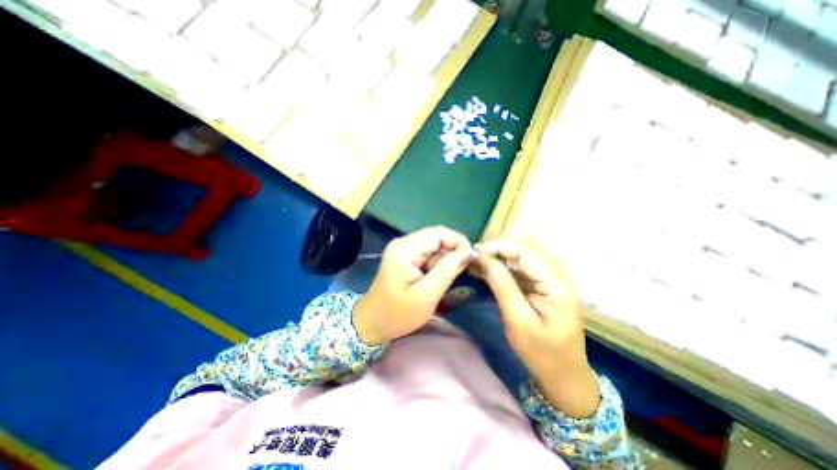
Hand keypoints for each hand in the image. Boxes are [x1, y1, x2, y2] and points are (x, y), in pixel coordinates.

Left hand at [351, 225, 472, 345]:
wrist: (372, 323)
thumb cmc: (397, 314)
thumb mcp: (426, 295)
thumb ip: (447, 270)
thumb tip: (467, 252)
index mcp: (405, 249)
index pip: (438, 233)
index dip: (458, 241)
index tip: (471, 258)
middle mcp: (403, 244)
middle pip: (436, 237)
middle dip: (453, 251)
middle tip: (463, 270)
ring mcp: (404, 250)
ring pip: (434, 246)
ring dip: (446, 259)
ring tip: (447, 279)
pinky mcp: (406, 258)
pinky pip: (428, 254)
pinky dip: (438, 264)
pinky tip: (438, 278)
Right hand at [473, 238, 597, 417]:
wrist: (564, 374)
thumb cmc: (542, 353)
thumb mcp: (518, 320)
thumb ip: (502, 285)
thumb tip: (483, 258)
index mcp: (557, 284)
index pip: (527, 252)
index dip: (500, 246)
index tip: (476, 251)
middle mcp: (558, 275)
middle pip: (526, 248)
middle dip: (499, 248)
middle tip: (476, 255)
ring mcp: (552, 279)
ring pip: (524, 255)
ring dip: (500, 255)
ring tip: (479, 260)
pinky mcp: (543, 284)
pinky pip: (522, 267)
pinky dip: (504, 265)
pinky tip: (488, 269)